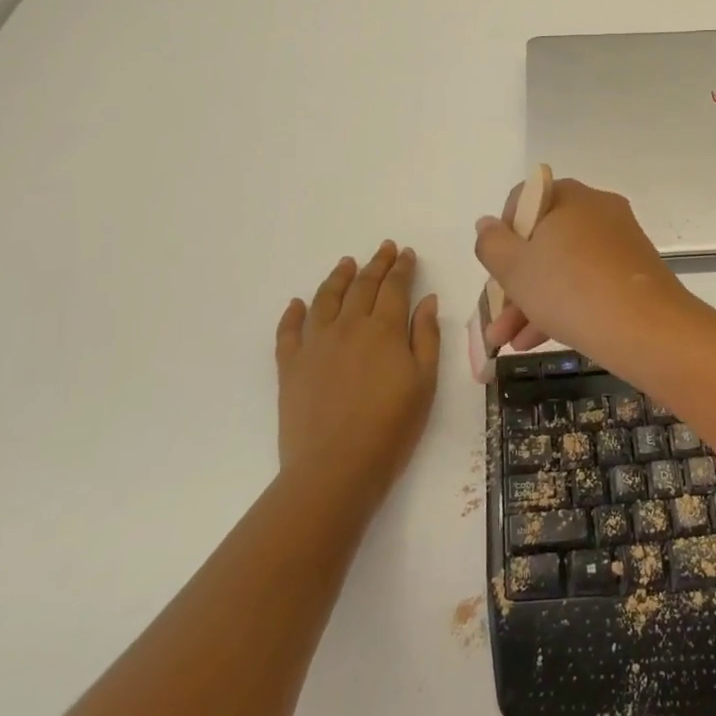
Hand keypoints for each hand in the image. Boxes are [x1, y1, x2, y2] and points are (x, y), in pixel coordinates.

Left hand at [275, 242, 439, 504]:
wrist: (336, 467)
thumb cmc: (392, 427)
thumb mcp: (425, 382)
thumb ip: (426, 337)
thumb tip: (426, 300)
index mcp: (385, 329)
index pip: (395, 287)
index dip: (402, 268)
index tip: (406, 253)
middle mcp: (348, 326)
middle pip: (362, 286)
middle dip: (376, 264)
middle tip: (384, 248)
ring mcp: (315, 344)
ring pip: (325, 299)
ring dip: (338, 277)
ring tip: (346, 263)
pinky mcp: (290, 366)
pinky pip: (289, 330)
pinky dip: (294, 313)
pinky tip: (298, 304)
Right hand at [474, 178, 688, 361]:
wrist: (646, 329)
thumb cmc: (570, 288)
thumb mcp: (515, 268)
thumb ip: (492, 243)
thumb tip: (487, 224)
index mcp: (571, 197)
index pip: (526, 199)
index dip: (503, 232)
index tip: (496, 266)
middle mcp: (598, 212)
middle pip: (543, 240)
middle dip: (514, 281)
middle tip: (496, 315)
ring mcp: (619, 243)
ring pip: (563, 267)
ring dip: (531, 302)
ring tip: (507, 341)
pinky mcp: (633, 275)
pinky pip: (588, 283)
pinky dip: (562, 306)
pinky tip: (535, 342)